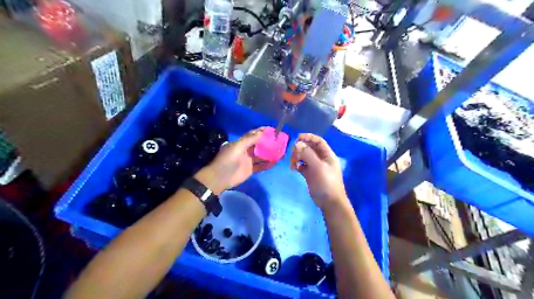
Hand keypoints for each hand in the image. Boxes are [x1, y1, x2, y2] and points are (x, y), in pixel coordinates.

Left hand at [194, 128, 275, 193]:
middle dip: (268, 143)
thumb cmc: (228, 160)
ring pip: (261, 155)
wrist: (220, 177)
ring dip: (270, 154)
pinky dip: (268, 164)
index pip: (253, 135)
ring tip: (281, 152)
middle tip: (280, 141)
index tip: (273, 130)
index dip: (262, 132)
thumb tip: (261, 132)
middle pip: (259, 145)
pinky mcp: (251, 170)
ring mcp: (249, 160)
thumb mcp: (237, 147)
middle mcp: (246, 150)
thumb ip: (249, 140)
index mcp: (241, 143)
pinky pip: (261, 166)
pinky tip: (275, 163)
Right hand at [290, 133, 348, 209]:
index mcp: (327, 155)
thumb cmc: (326, 183)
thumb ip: (308, 154)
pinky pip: (302, 166)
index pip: (318, 141)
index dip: (309, 137)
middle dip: (301, 148)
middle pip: (310, 148)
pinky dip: (297, 165)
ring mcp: (315, 167)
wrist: (329, 203)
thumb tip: (297, 144)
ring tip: (292, 163)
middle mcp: (321, 159)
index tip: (297, 138)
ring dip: (297, 157)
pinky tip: (294, 169)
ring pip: (304, 157)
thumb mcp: (318, 167)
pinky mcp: (310, 174)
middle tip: (293, 153)